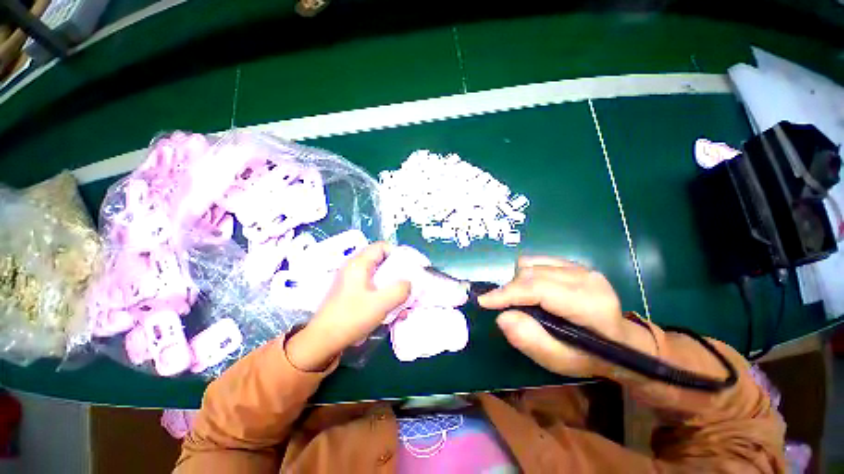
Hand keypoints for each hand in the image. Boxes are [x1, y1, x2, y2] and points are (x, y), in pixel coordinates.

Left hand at [285, 242, 410, 370]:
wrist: (323, 342)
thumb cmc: (351, 318)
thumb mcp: (381, 303)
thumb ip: (400, 290)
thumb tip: (408, 283)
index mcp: (359, 264)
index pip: (382, 246)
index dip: (398, 254)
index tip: (410, 268)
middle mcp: (355, 269)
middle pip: (383, 262)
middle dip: (399, 274)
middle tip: (409, 286)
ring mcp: (353, 282)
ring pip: (380, 277)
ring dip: (394, 288)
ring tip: (404, 303)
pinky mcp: (353, 294)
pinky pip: (374, 289)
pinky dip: (385, 296)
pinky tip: (393, 313)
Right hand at [478, 256, 655, 377]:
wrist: (619, 341)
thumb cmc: (588, 355)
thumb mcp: (559, 360)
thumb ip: (530, 340)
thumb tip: (503, 316)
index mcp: (589, 304)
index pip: (538, 289)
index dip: (507, 294)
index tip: (483, 301)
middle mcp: (586, 278)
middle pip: (531, 274)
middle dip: (510, 290)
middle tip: (503, 307)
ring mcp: (581, 267)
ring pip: (531, 264)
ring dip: (518, 282)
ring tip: (521, 300)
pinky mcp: (574, 263)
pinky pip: (537, 260)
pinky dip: (526, 273)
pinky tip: (532, 289)